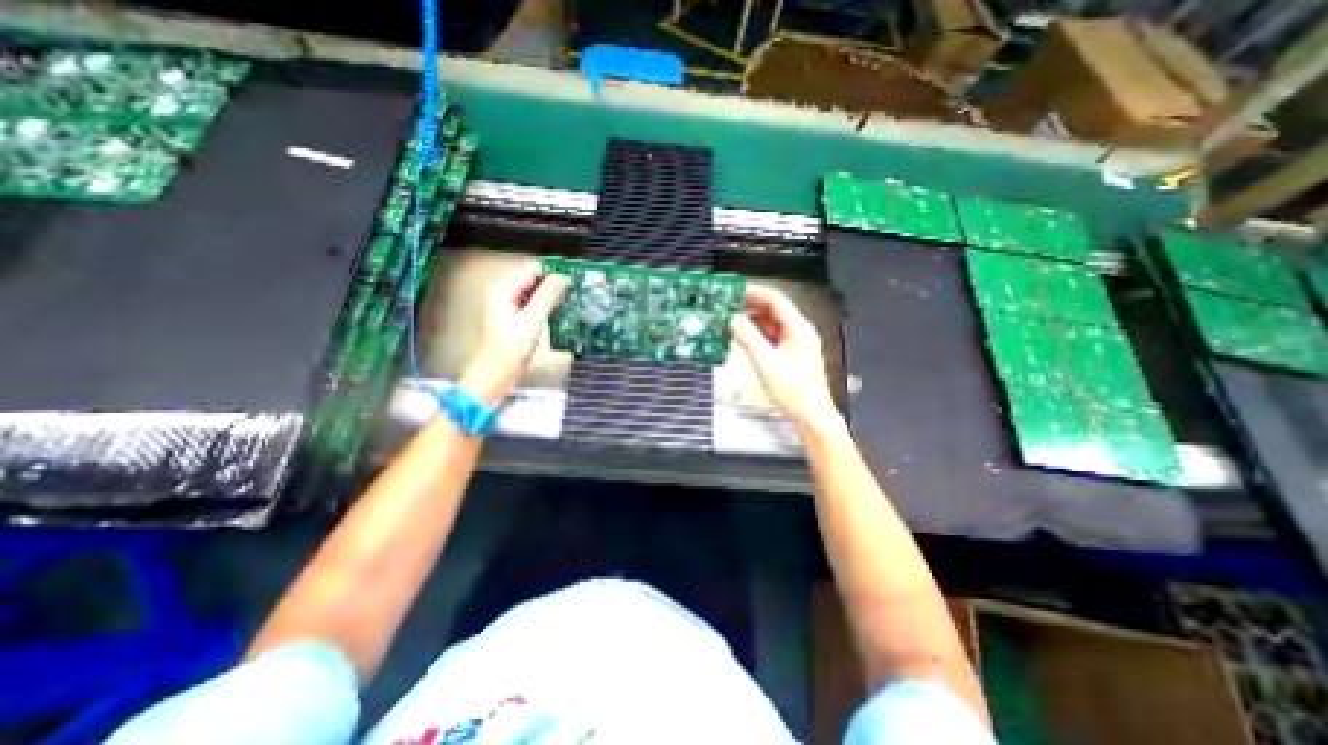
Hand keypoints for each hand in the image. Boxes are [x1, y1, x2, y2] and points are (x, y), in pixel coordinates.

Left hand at [460, 266, 568, 407]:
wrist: (493, 377)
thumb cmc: (508, 351)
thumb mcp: (531, 323)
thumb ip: (546, 298)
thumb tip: (563, 277)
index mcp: (504, 291)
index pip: (532, 269)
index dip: (552, 272)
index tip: (574, 279)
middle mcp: (506, 295)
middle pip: (534, 280)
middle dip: (554, 285)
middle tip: (577, 293)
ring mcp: (510, 308)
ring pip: (536, 294)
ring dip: (553, 297)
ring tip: (574, 302)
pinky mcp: (516, 320)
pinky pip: (534, 306)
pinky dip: (547, 308)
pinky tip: (562, 314)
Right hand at [726, 284, 837, 430]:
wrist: (810, 415)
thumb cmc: (792, 391)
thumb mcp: (767, 364)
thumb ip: (749, 339)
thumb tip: (732, 320)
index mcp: (798, 329)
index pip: (776, 301)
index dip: (756, 293)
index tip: (735, 290)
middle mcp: (798, 332)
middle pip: (773, 311)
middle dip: (750, 307)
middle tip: (727, 306)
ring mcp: (794, 343)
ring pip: (770, 325)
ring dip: (751, 323)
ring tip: (729, 322)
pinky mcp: (789, 354)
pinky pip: (770, 338)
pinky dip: (755, 336)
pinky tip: (740, 338)